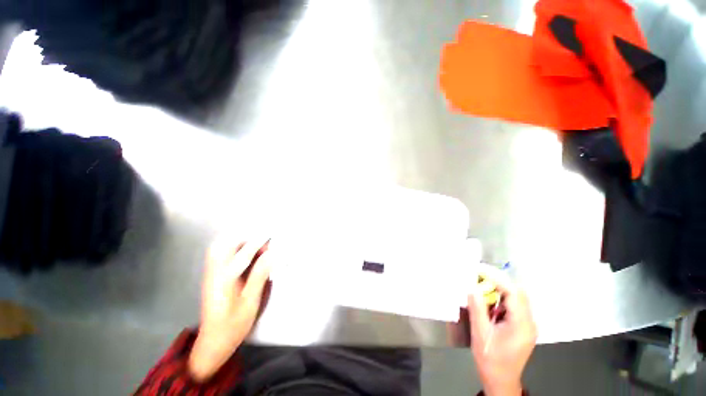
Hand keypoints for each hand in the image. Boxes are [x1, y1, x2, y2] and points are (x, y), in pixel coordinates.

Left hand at [188, 237, 271, 381]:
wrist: (213, 341)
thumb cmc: (234, 324)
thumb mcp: (251, 301)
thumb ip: (260, 275)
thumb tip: (272, 254)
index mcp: (225, 280)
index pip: (244, 254)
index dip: (259, 242)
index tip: (272, 234)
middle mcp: (214, 272)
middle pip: (225, 244)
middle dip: (246, 237)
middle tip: (263, 241)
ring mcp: (210, 273)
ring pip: (220, 246)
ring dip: (239, 241)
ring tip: (256, 245)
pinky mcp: (211, 276)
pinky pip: (219, 253)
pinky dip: (233, 247)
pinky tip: (245, 252)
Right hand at [468, 266, 536, 395]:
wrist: (500, 381)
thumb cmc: (491, 360)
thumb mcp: (481, 334)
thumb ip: (477, 308)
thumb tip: (471, 287)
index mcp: (521, 324)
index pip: (513, 292)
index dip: (496, 278)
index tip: (478, 270)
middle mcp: (529, 322)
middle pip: (517, 292)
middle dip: (497, 281)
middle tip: (477, 276)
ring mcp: (527, 325)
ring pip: (515, 298)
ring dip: (498, 289)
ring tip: (479, 286)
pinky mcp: (522, 327)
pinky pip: (512, 306)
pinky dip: (499, 299)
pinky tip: (487, 302)